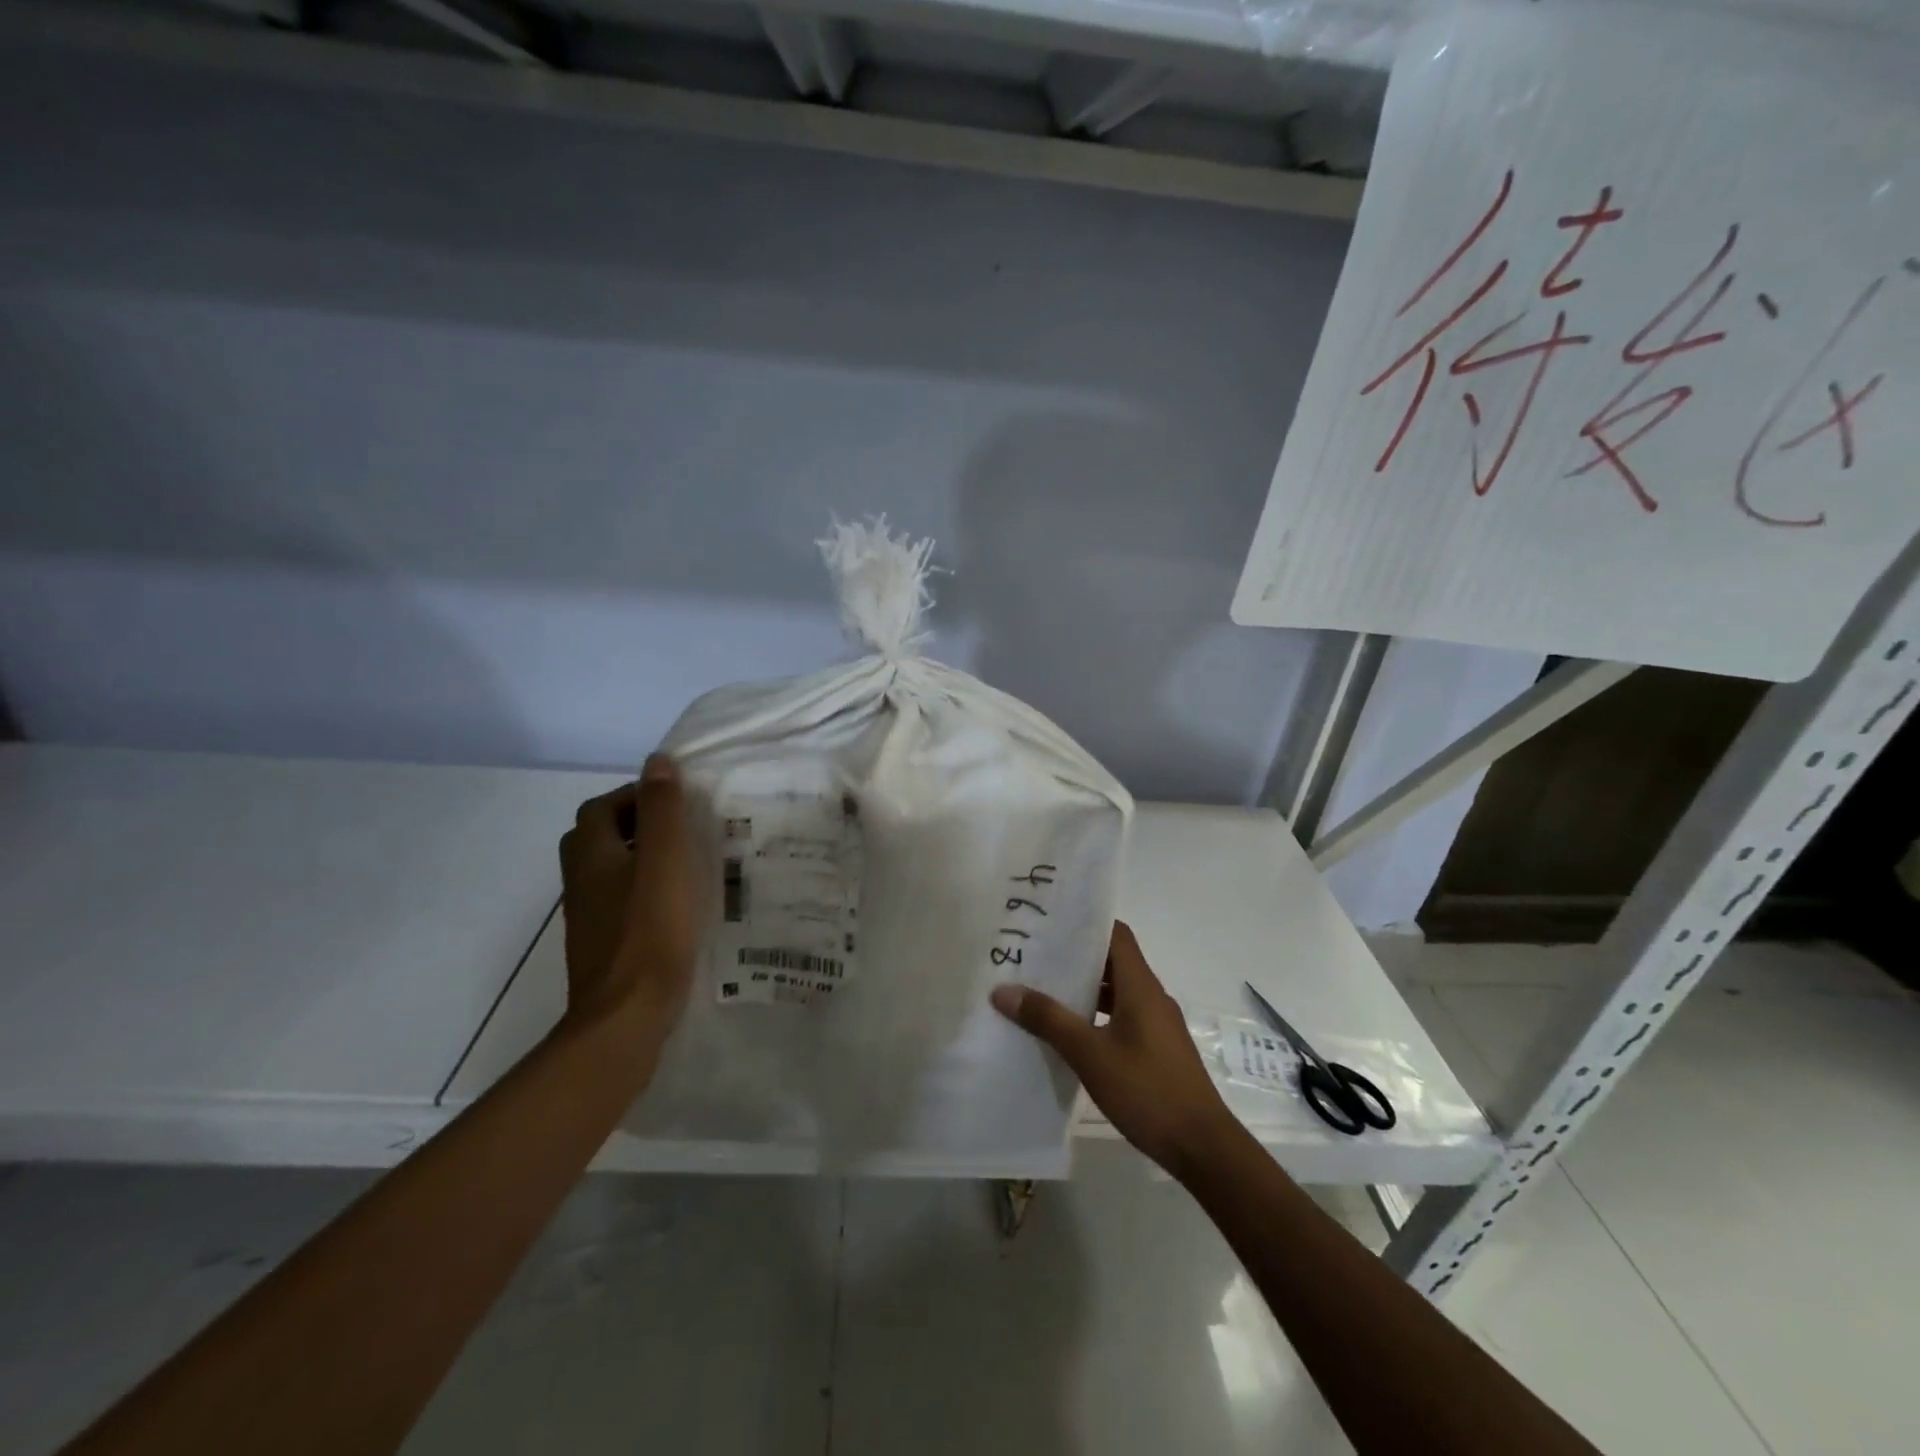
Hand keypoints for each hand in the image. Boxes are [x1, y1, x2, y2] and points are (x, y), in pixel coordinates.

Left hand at [557, 754, 700, 1047]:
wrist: (625, 1018)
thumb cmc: (650, 932)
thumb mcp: (665, 861)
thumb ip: (662, 810)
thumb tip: (658, 762)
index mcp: (591, 856)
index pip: (601, 807)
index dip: (634, 795)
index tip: (676, 800)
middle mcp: (582, 882)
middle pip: (598, 838)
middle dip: (635, 824)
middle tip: (681, 828)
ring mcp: (590, 918)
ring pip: (609, 872)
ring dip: (639, 858)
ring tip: (685, 862)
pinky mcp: (604, 946)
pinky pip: (620, 902)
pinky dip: (643, 890)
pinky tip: (676, 904)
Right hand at [990, 921, 1237, 1180]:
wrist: (1202, 1146)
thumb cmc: (1147, 1089)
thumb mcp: (1090, 1054)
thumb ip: (1048, 1019)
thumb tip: (1003, 990)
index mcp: (1140, 986)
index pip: (1116, 934)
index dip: (1086, 923)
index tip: (1050, 921)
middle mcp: (1151, 996)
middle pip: (1112, 961)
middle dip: (1075, 957)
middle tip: (1034, 956)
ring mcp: (1157, 1024)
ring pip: (1116, 992)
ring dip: (1084, 989)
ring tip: (1042, 992)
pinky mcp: (1157, 1049)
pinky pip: (1122, 1017)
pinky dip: (1096, 1016)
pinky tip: (1069, 1034)